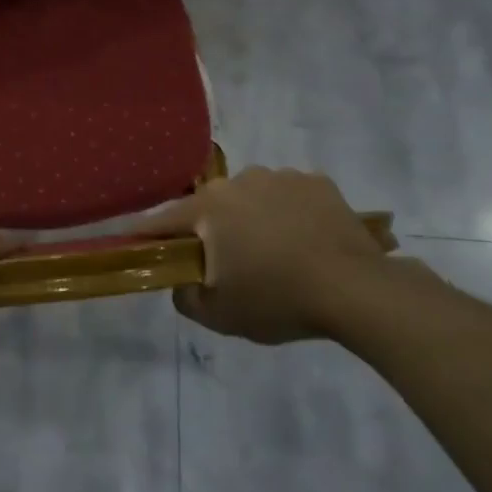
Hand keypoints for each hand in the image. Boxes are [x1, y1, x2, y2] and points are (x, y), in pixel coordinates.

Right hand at [136, 168, 400, 344]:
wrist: (355, 290)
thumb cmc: (277, 300)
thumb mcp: (218, 315)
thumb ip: (184, 296)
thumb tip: (181, 280)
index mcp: (209, 207)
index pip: (164, 220)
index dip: (147, 234)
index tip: (135, 242)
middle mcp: (240, 180)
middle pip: (212, 207)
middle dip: (212, 230)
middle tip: (226, 263)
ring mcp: (281, 176)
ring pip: (252, 198)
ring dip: (252, 219)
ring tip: (274, 253)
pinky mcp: (317, 182)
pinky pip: (289, 197)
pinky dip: (288, 214)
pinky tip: (304, 241)